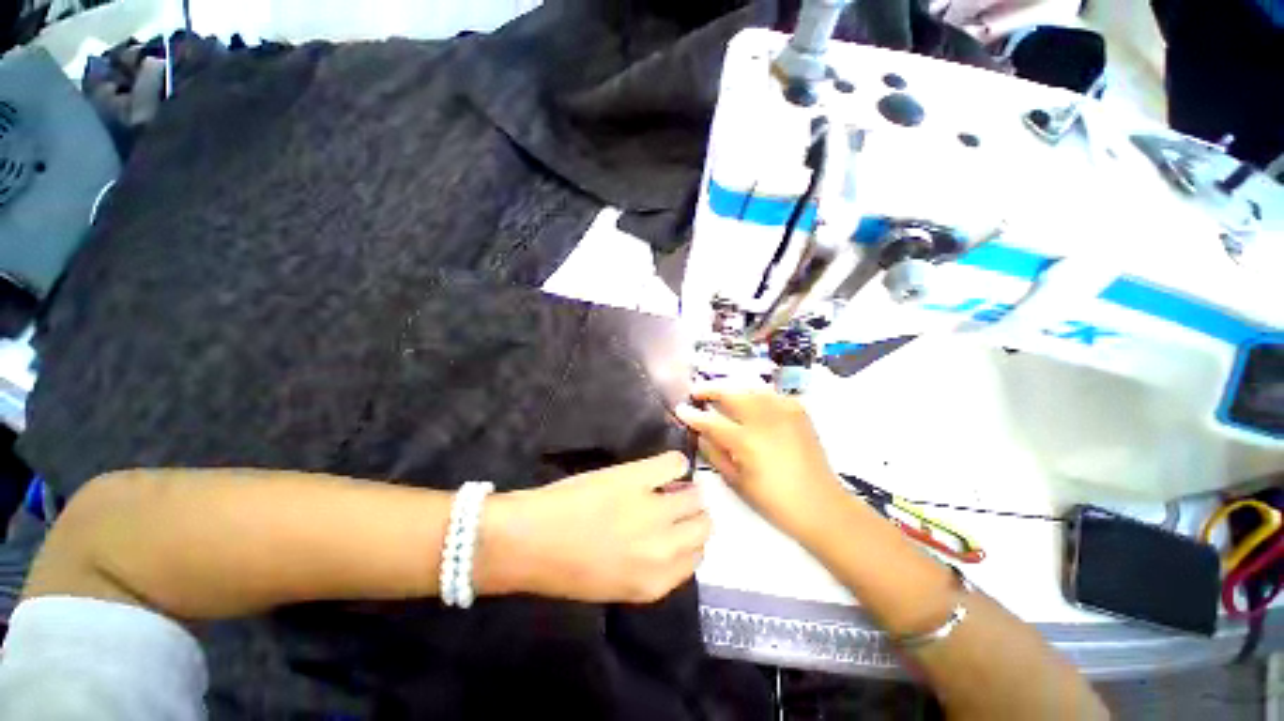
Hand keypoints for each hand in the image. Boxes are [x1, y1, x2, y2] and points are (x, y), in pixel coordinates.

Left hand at [478, 452, 709, 603]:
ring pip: (695, 495)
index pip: (697, 556)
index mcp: (656, 582)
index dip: (688, 538)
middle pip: (703, 525)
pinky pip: (674, 464)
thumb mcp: (617, 584)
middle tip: (674, 505)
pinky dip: (674, 464)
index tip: (678, 528)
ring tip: (667, 486)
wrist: (530, 540)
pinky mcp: (637, 477)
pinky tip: (662, 468)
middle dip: (692, 515)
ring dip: (685, 490)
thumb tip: (671, 538)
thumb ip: (652, 567)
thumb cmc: (565, 568)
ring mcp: (653, 510)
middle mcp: (663, 548)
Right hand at [675, 381, 843, 540]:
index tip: (680, 408)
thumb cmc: (774, 500)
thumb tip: (699, 432)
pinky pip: (769, 393)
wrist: (821, 504)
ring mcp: (784, 410)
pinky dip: (753, 393)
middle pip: (730, 393)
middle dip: (709, 389)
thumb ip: (713, 452)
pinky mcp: (797, 409)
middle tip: (695, 392)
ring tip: (718, 393)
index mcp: (747, 441)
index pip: (711, 420)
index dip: (692, 414)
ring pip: (749, 387)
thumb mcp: (736, 481)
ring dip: (730, 388)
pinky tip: (747, 401)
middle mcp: (765, 418)